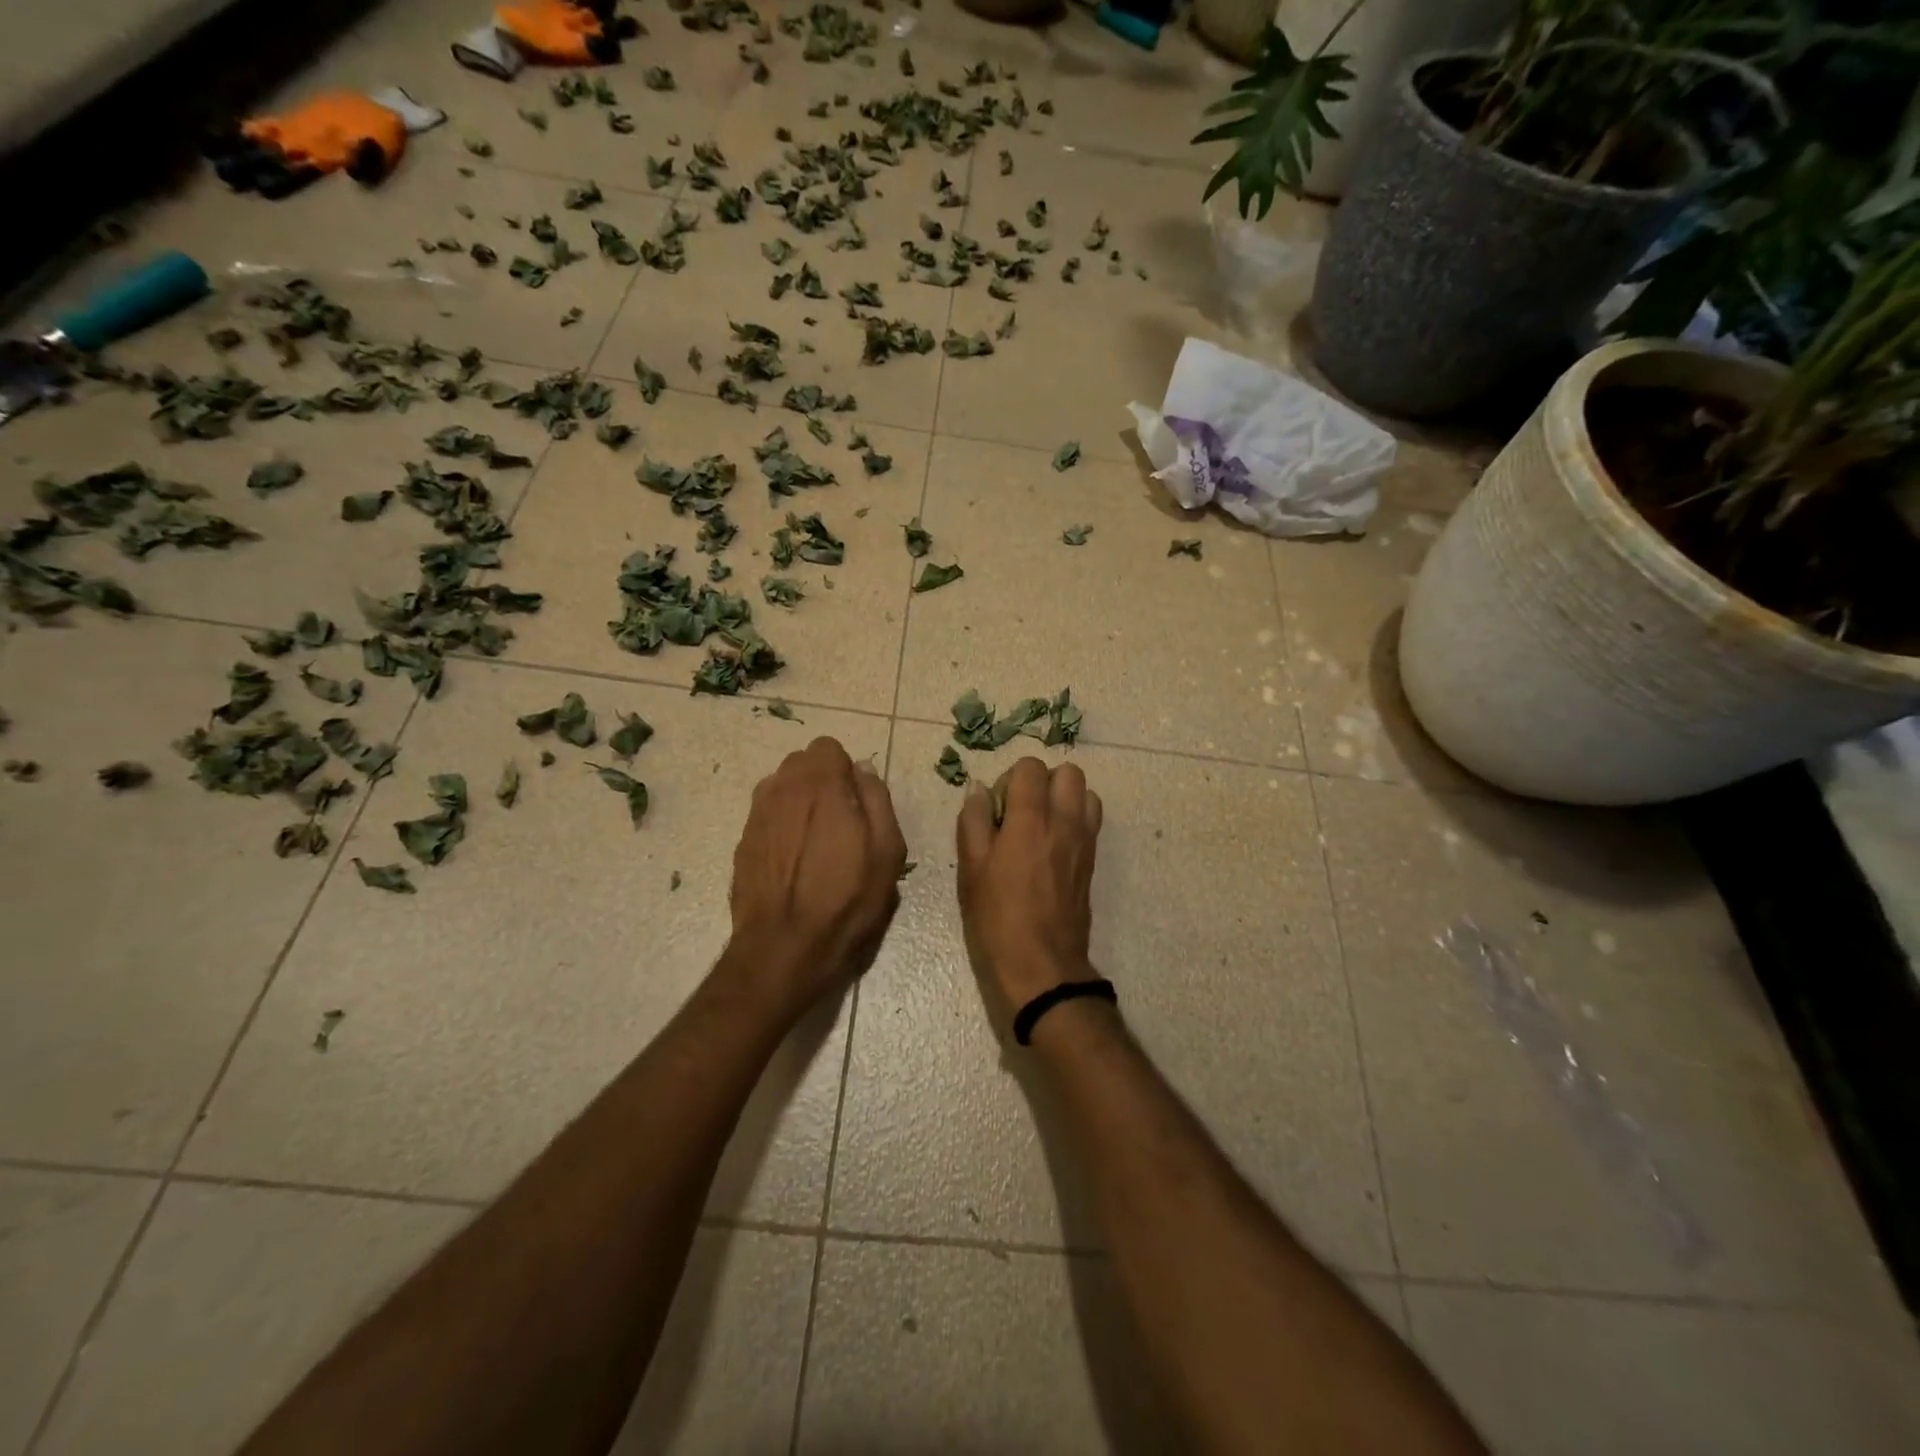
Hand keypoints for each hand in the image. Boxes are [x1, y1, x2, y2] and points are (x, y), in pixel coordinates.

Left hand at [727, 737, 906, 1012]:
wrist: (784, 949)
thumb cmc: (846, 901)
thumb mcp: (887, 852)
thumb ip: (877, 800)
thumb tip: (862, 771)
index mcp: (820, 785)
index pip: (827, 747)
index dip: (845, 771)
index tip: (856, 802)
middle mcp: (782, 789)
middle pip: (802, 763)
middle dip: (821, 781)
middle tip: (840, 820)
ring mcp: (756, 815)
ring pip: (781, 787)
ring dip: (799, 800)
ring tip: (815, 841)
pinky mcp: (743, 842)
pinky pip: (766, 815)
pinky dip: (782, 824)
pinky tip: (793, 860)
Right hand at [956, 757, 1103, 1021]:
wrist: (1042, 965)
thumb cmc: (997, 918)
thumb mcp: (971, 869)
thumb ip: (974, 821)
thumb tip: (979, 789)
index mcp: (1030, 819)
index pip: (1031, 767)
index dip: (1011, 778)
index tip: (999, 807)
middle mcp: (1064, 822)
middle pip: (1069, 772)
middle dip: (1044, 781)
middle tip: (1022, 810)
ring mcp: (1085, 841)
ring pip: (1087, 793)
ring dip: (1064, 798)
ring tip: (1041, 824)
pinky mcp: (1093, 861)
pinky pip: (1092, 820)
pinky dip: (1075, 818)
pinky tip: (1052, 845)